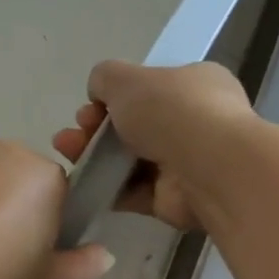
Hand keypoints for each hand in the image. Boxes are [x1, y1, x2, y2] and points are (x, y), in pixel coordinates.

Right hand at [53, 61, 257, 230]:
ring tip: (68, 157)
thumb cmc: (172, 111)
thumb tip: (100, 94)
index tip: (90, 107)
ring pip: (131, 160)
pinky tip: (83, 184)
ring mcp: (187, 163)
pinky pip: (135, 192)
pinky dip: (109, 188)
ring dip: (96, 158)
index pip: (150, 88)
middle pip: (135, 125)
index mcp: (195, 84)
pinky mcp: (175, 199)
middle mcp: (195, 122)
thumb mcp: (126, 78)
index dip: (114, 97)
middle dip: (97, 129)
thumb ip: (105, 78)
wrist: (209, 169)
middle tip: (72, 136)